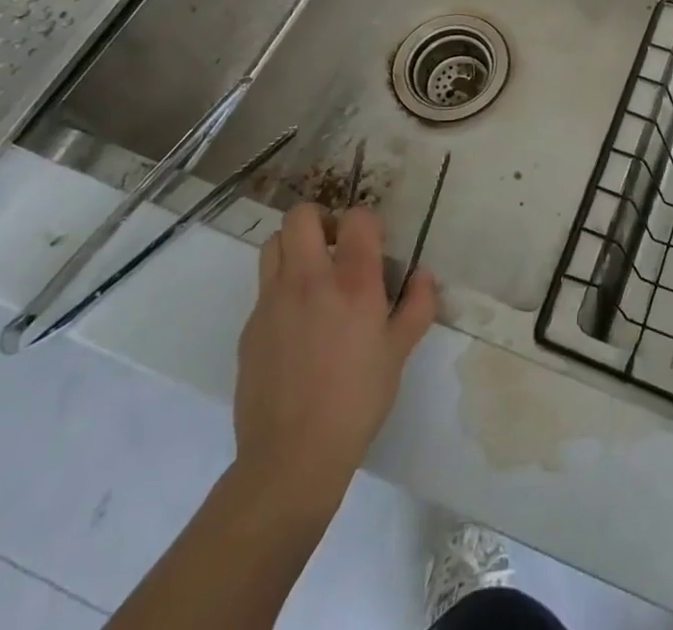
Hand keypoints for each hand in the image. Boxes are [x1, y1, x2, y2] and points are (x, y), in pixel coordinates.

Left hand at [230, 203, 436, 512]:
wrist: (292, 458)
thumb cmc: (357, 400)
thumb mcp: (400, 352)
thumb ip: (417, 305)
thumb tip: (422, 275)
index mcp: (354, 281)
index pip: (356, 218)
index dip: (366, 223)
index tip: (372, 244)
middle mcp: (310, 279)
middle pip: (301, 216)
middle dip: (319, 219)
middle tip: (335, 246)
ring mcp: (273, 302)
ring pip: (273, 243)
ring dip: (293, 247)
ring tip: (311, 275)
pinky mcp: (250, 327)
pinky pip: (263, 288)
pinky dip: (280, 289)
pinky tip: (296, 325)